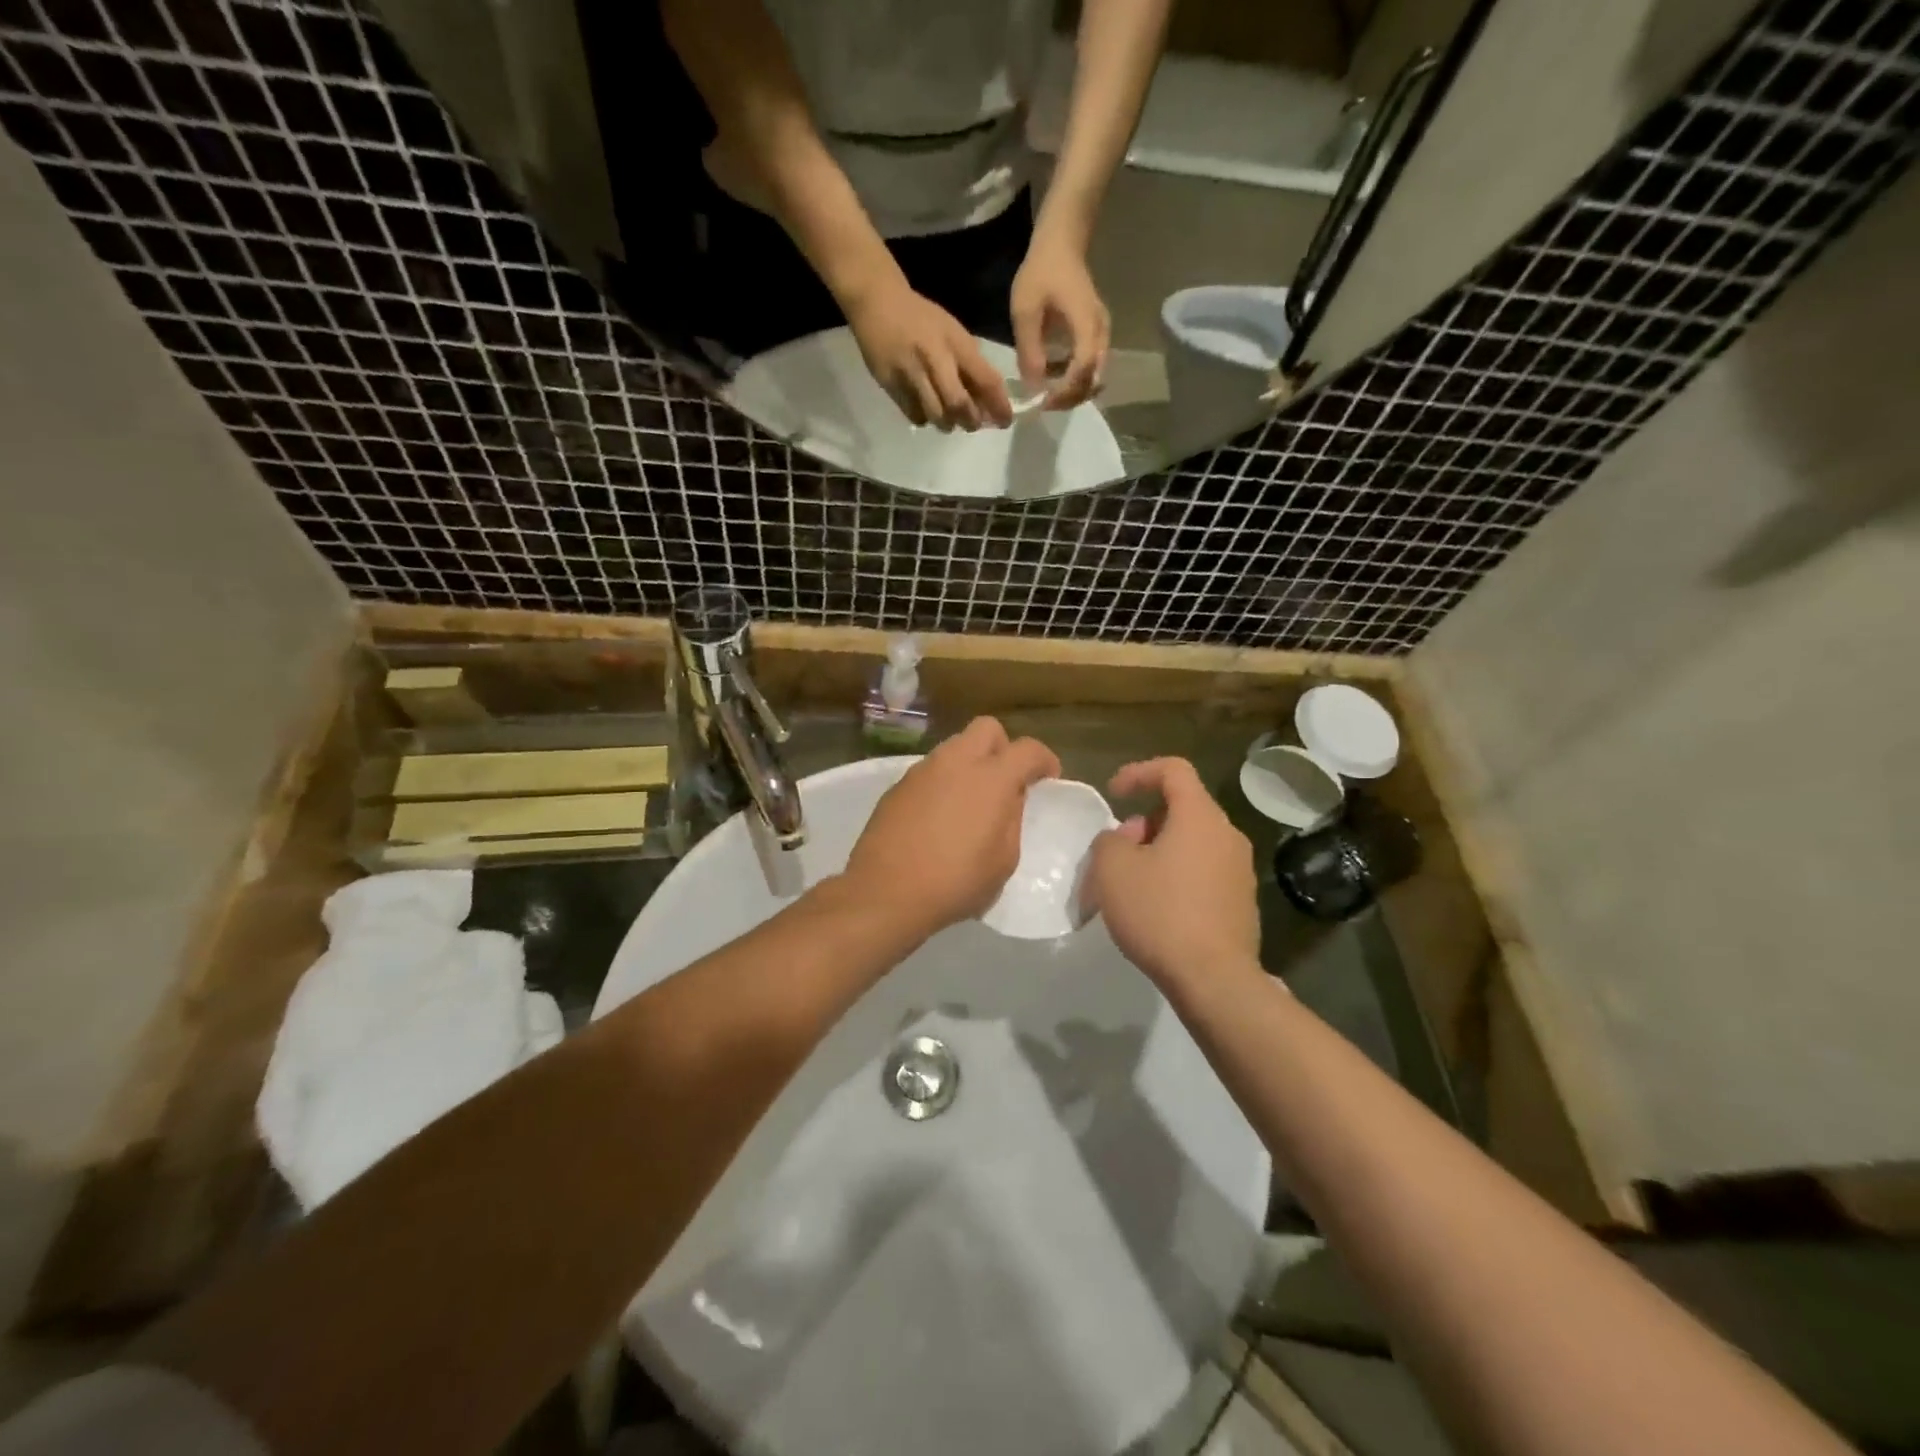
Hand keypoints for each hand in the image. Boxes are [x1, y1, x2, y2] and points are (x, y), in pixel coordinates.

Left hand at [844, 717, 1060, 941]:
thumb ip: (1012, 820)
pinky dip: (944, 782)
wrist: (886, 891)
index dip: (1044, 760)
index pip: (1028, 749)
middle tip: (1007, 781)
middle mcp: (956, 761)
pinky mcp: (898, 785)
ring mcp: (922, 770)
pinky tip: (940, 816)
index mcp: (991, 777)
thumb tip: (1010, 798)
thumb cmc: (956, 882)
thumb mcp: (1004, 860)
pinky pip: (931, 770)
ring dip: (970, 763)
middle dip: (1003, 747)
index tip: (1048, 779)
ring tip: (971, 801)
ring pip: (955, 747)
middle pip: (987, 728)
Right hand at [845, 280, 1013, 430]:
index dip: (998, 405)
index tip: (1004, 421)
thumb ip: (969, 364)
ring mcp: (910, 372)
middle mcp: (934, 357)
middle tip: (972, 424)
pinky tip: (925, 409)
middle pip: (958, 404)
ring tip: (950, 420)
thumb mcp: (952, 332)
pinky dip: (925, 418)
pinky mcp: (890, 383)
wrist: (876, 302)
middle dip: (970, 421)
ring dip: (948, 424)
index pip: (985, 379)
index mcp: (955, 342)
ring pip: (936, 415)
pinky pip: (914, 414)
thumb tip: (986, 402)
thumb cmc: (921, 319)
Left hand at [1010, 240, 1109, 408]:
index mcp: (1086, 324)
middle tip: (1043, 403)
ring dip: (1072, 392)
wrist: (1061, 244)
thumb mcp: (1025, 310)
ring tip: (1047, 394)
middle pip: (1093, 380)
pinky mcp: (1096, 336)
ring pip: (1094, 377)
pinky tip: (1053, 379)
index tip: (1043, 401)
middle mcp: (1101, 333)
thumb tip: (1034, 387)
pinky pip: (1090, 367)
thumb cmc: (1042, 272)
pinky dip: (1074, 380)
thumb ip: (1030, 350)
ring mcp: (1102, 335)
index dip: (1065, 391)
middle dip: (1069, 398)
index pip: (1083, 369)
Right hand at [1081, 758, 1260, 992]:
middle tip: (1118, 851)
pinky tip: (1157, 908)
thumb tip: (1124, 840)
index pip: (1173, 770)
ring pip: (1192, 842)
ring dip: (1159, 850)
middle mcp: (1228, 835)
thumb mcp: (1112, 869)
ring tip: (1132, 883)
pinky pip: (1203, 871)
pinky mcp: (1242, 902)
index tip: (1113, 793)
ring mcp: (1240, 870)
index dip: (1139, 772)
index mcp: (1200, 817)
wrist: (1213, 979)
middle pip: (1182, 808)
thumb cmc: (1159, 912)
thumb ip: (1109, 840)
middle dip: (1144, 821)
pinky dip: (1177, 875)